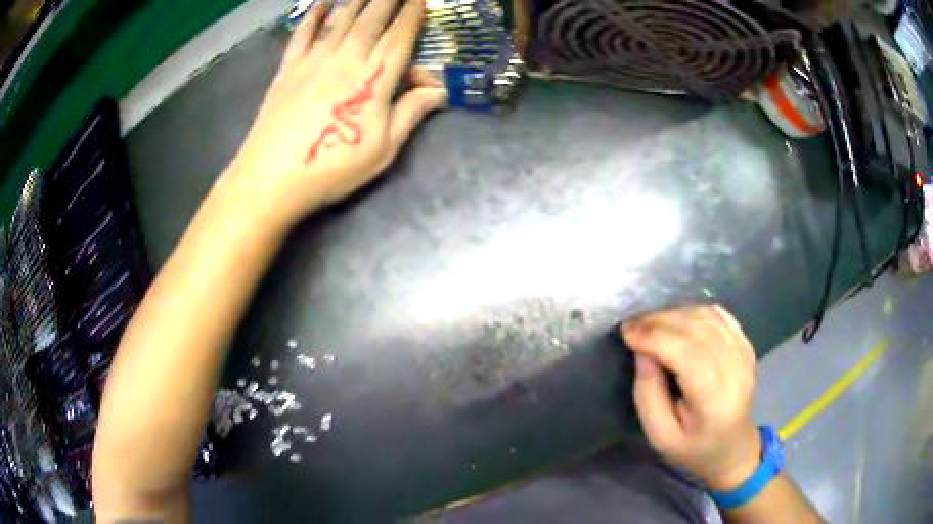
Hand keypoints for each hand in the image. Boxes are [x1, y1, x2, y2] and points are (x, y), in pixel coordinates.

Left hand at [224, 0, 446, 224]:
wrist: (272, 178)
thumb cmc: (332, 168)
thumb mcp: (382, 150)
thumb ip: (410, 113)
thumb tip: (438, 89)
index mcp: (373, 79)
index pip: (399, 37)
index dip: (412, 15)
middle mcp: (346, 59)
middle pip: (372, 19)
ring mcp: (314, 61)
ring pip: (341, 19)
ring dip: (359, 0)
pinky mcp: (288, 69)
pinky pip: (303, 34)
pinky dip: (313, 16)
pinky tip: (322, 3)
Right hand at [622, 304, 760, 490]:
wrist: (733, 447)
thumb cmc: (692, 448)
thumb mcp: (659, 435)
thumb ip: (648, 393)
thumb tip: (642, 350)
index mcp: (714, 401)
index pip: (687, 354)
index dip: (655, 336)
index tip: (626, 333)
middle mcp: (736, 370)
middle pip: (697, 329)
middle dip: (659, 321)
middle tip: (632, 327)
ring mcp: (744, 353)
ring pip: (706, 316)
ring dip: (674, 314)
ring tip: (650, 325)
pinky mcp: (746, 343)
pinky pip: (717, 314)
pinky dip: (693, 311)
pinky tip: (677, 322)